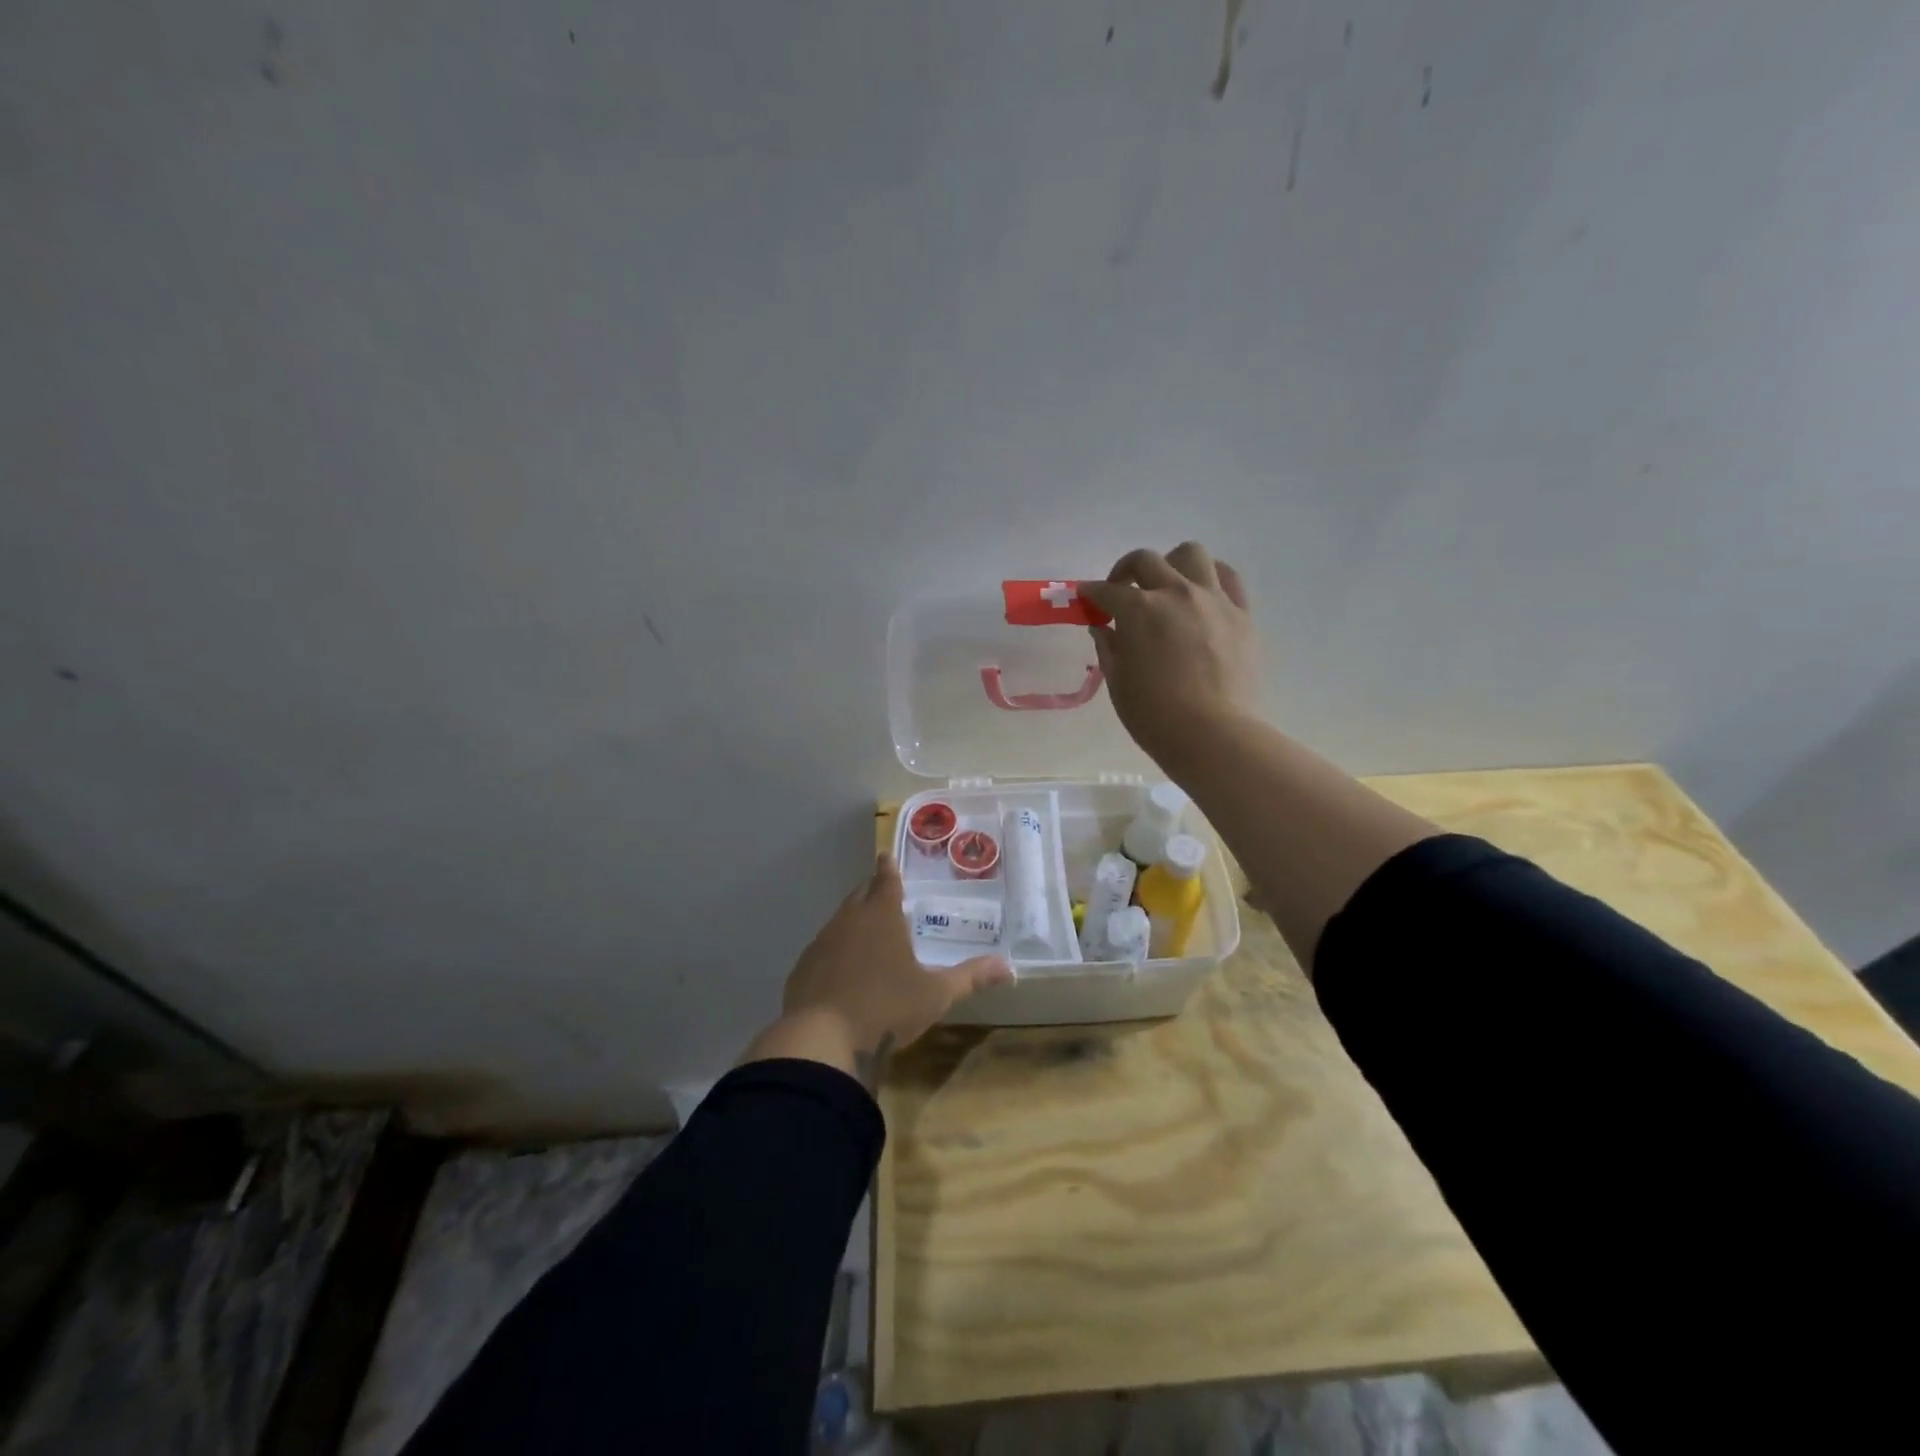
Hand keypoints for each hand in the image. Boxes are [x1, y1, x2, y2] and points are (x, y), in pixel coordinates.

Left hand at [741, 855, 1011, 1085]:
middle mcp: (849, 920)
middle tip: (883, 893)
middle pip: (860, 895)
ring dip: (853, 921)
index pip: (885, 880)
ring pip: (840, 921)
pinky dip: (835, 950)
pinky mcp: (803, 968)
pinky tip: (842, 970)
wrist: (821, 1040)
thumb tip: (1009, 968)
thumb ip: (970, 978)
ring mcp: (821, 943)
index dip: (888, 868)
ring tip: (866, 932)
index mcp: (881, 916)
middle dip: (872, 890)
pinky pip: (823, 949)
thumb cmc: (886, 1008)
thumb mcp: (935, 995)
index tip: (886, 856)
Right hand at [1080, 542, 1259, 768]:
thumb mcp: (1119, 683)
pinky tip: (1203, 595)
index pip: (1107, 591)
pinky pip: (1228, 579)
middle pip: (1146, 561)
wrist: (1212, 733)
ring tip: (1168, 586)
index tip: (1086, 598)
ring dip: (1173, 564)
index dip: (1092, 593)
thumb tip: (1103, 628)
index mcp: (1139, 610)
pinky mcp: (1242, 614)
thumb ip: (1109, 648)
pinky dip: (1211, 578)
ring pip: (1192, 555)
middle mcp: (1175, 593)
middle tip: (1122, 590)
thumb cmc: (1154, 715)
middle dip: (1126, 571)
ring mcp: (1213, 600)